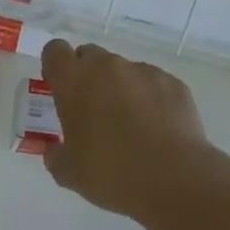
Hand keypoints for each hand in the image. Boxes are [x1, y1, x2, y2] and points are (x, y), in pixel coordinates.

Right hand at [40, 39, 209, 220]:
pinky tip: (158, 129)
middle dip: (88, 76)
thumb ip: (55, 155)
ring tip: (132, 125)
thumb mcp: (69, 174)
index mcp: (74, 82)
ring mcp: (143, 71)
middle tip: (93, 111)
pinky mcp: (173, 82)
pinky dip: (150, 98)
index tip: (60, 89)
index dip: (56, 67)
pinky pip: (153, 83)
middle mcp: (107, 67)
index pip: (55, 51)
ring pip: (123, 70)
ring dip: (120, 88)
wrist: (174, 179)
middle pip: (90, 56)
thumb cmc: (111, 174)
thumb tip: (55, 150)